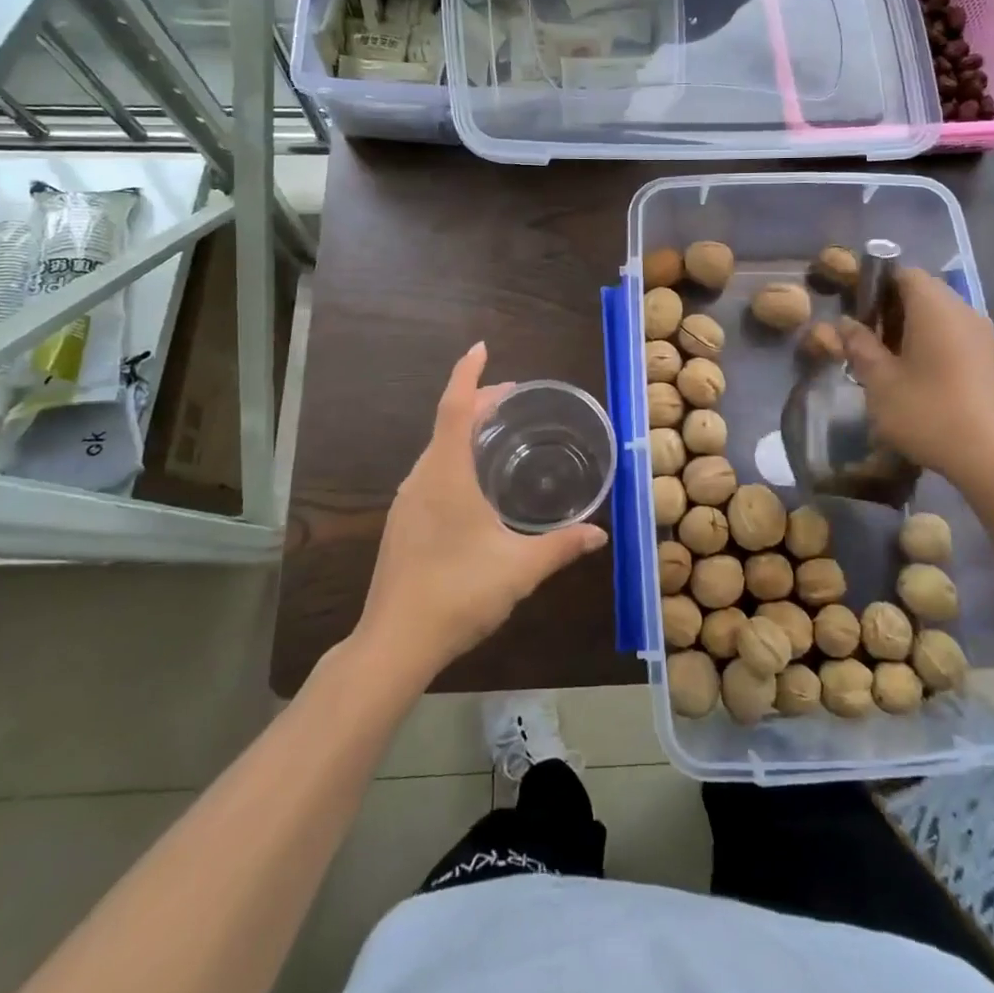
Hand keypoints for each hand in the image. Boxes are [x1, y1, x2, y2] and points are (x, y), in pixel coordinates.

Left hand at [356, 343, 607, 684]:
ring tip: (497, 432)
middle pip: (447, 423)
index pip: (455, 407)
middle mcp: (421, 478)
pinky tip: (474, 483)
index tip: (482, 349)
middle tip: (512, 397)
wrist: (394, 644)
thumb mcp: (520, 569)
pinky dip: (454, 457)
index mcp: (445, 474)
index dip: (468, 374)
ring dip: (464, 430)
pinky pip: (431, 472)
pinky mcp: (403, 523)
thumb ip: (561, 547)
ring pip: (437, 449)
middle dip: (477, 401)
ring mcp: (407, 501)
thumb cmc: (458, 593)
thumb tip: (599, 535)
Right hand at [839, 268, 993, 496]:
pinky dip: (930, 346)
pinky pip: (954, 337)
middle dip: (888, 310)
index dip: (873, 285)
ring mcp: (982, 337)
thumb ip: (859, 346)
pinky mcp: (991, 361)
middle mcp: (963, 311)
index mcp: (935, 307)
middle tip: (863, 341)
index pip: (903, 273)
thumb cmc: (930, 413)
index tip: (853, 312)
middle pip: (921, 293)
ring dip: (908, 331)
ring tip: (884, 363)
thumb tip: (845, 323)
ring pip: (938, 317)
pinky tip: (914, 380)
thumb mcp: (880, 382)